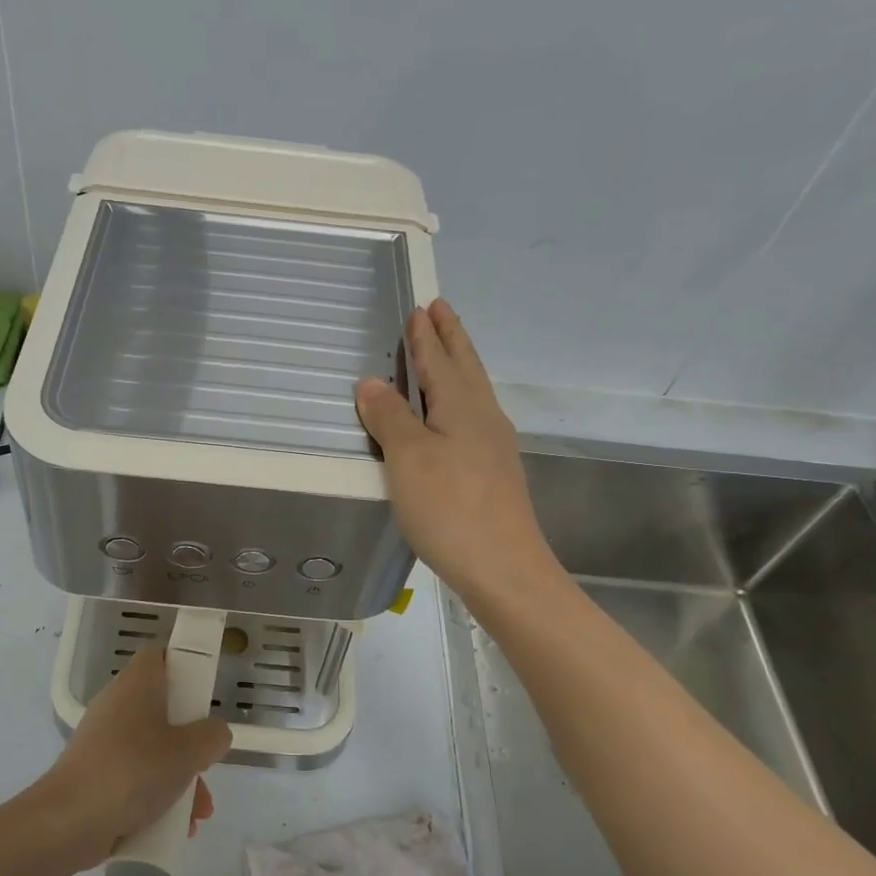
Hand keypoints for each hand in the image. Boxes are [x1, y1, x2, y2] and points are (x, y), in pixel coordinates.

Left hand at [34, 646, 231, 868]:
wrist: (67, 822)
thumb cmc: (132, 772)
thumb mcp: (188, 752)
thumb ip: (212, 736)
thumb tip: (214, 733)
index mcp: (137, 684)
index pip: (160, 655)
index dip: (185, 665)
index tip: (205, 693)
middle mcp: (118, 705)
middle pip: (164, 709)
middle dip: (192, 742)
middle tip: (207, 764)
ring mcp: (103, 741)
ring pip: (153, 748)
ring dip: (179, 777)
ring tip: (197, 814)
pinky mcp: (95, 774)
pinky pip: (135, 776)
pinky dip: (155, 795)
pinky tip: (174, 828)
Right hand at [355, 299, 556, 606]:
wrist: (503, 568)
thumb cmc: (450, 508)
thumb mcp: (408, 458)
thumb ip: (390, 417)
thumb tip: (371, 382)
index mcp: (462, 405)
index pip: (440, 359)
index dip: (427, 335)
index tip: (421, 307)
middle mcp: (484, 417)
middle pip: (465, 367)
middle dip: (450, 338)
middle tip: (439, 310)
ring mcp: (493, 446)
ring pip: (473, 392)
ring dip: (457, 366)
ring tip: (444, 353)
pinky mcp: (493, 472)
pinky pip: (472, 418)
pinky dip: (457, 400)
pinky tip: (452, 417)